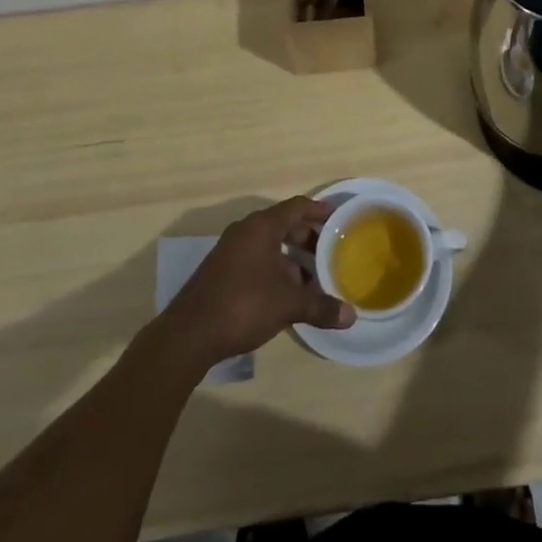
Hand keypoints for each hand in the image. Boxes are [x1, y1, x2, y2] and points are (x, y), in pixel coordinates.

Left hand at [157, 197, 353, 369]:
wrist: (189, 334)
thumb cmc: (243, 305)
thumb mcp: (288, 305)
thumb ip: (320, 307)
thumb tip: (351, 316)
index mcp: (261, 227)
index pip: (296, 207)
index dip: (317, 210)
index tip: (335, 216)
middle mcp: (245, 231)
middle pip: (282, 224)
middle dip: (306, 237)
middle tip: (328, 250)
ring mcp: (230, 251)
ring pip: (268, 244)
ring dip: (290, 257)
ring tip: (311, 276)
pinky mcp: (221, 271)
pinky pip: (255, 259)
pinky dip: (274, 268)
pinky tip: (285, 293)